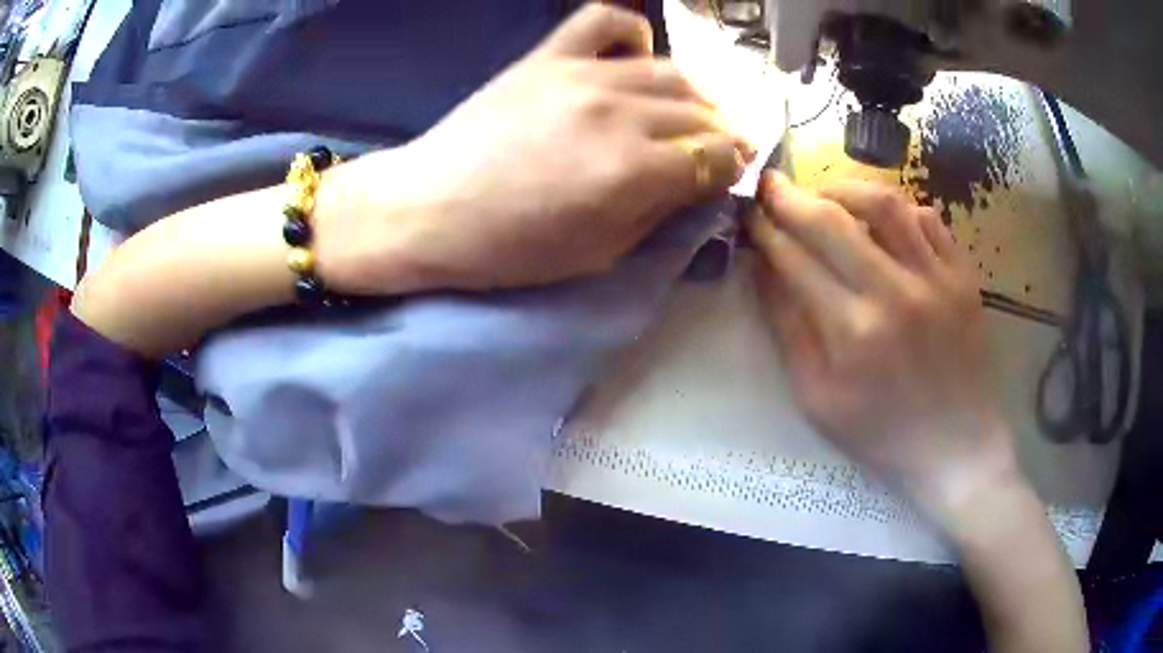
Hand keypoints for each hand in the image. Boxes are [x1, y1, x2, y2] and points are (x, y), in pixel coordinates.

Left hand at [313, 3, 753, 294]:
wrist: (425, 209)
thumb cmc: (508, 248)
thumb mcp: (598, 254)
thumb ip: (659, 213)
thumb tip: (698, 183)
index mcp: (632, 172)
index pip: (718, 157)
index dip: (732, 169)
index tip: (726, 177)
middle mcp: (618, 113)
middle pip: (702, 114)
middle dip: (720, 137)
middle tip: (711, 153)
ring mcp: (581, 75)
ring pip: (670, 72)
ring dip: (693, 97)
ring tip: (685, 116)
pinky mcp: (547, 56)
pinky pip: (606, 21)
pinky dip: (632, 34)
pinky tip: (634, 60)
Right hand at [746, 174, 1019, 519]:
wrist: (955, 447)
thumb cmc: (882, 433)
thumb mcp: (817, 399)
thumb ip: (789, 330)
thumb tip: (765, 269)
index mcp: (852, 334)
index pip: (796, 260)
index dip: (766, 230)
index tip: (750, 214)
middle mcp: (895, 294)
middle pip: (832, 220)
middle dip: (791, 197)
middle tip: (772, 185)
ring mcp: (936, 279)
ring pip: (883, 203)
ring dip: (843, 189)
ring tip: (825, 195)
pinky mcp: (964, 276)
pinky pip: (928, 218)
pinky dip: (898, 210)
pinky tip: (883, 222)